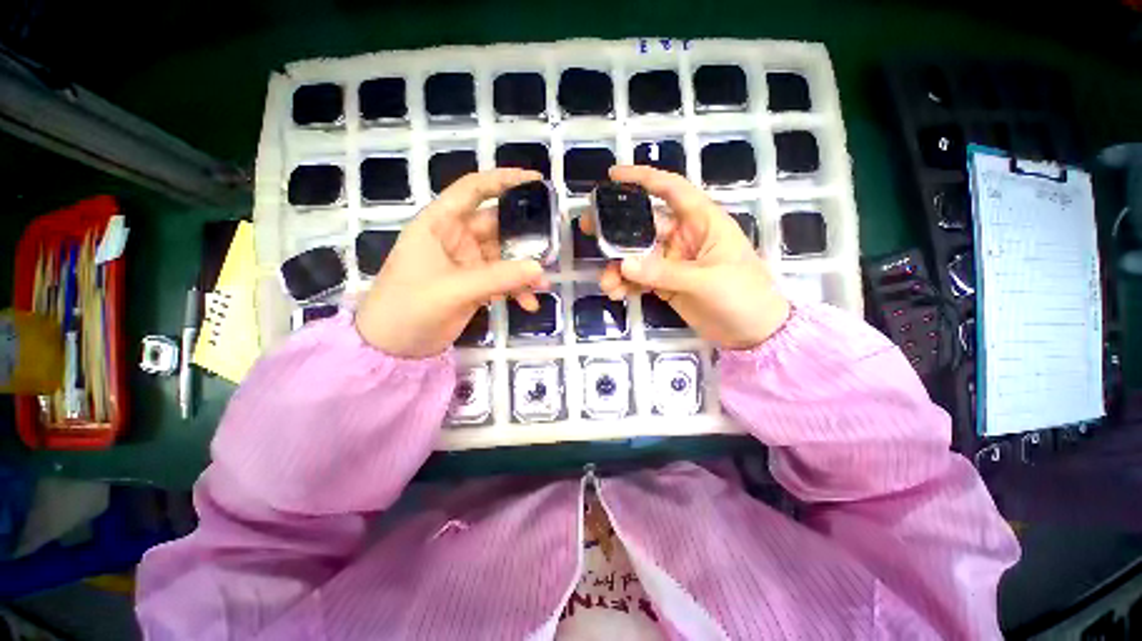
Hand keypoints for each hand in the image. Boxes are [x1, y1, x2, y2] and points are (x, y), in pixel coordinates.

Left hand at [356, 169, 550, 357]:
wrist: (392, 347)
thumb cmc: (409, 308)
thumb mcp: (454, 290)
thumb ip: (498, 278)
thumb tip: (539, 268)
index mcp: (439, 224)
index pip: (473, 190)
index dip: (503, 180)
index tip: (535, 181)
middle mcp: (455, 238)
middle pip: (497, 226)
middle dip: (525, 237)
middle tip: (552, 246)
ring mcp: (466, 262)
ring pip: (504, 256)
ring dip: (523, 270)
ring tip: (542, 285)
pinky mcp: (474, 284)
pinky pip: (502, 280)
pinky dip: (516, 290)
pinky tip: (529, 304)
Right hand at [581, 166, 789, 349]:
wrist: (753, 333)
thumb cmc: (743, 296)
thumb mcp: (705, 281)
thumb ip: (663, 272)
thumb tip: (623, 264)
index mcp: (702, 222)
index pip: (672, 189)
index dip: (643, 179)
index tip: (613, 176)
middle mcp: (684, 237)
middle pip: (644, 224)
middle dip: (616, 228)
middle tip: (589, 228)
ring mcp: (673, 261)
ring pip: (637, 255)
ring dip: (619, 266)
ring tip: (606, 282)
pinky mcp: (666, 283)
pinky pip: (640, 278)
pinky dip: (626, 283)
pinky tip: (616, 293)